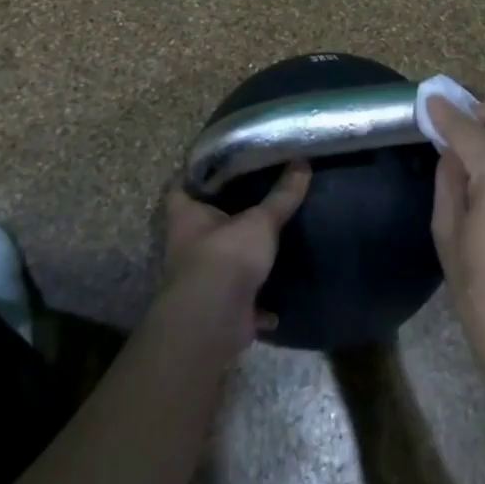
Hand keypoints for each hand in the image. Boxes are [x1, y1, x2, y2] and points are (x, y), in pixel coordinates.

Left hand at [159, 163, 310, 357]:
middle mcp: (188, 246)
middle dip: (227, 214)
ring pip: (223, 261)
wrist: (214, 321)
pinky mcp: (220, 307)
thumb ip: (282, 195)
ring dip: (243, 256)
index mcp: (186, 216)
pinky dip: (259, 301)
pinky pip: (242, 300)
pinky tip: (279, 294)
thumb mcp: (260, 221)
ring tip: (272, 238)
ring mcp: (202, 279)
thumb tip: (302, 162)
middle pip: (205, 223)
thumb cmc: (226, 256)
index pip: (182, 186)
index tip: (221, 164)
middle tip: (257, 195)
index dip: (197, 174)